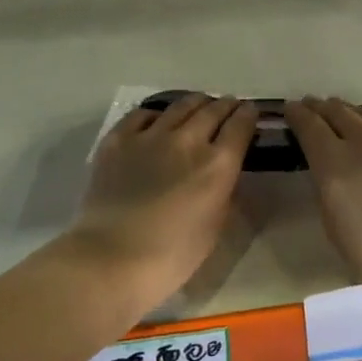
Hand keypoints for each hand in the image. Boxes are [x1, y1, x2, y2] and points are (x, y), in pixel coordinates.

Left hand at [68, 94, 258, 313]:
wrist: (111, 258)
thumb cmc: (171, 256)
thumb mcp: (214, 228)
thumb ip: (223, 193)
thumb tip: (223, 172)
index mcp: (217, 165)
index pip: (240, 126)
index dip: (248, 114)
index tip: (250, 110)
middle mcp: (187, 140)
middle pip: (212, 110)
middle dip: (225, 105)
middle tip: (228, 104)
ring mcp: (150, 135)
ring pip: (179, 106)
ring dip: (195, 102)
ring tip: (199, 103)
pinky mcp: (118, 139)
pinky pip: (141, 114)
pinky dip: (156, 114)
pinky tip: (156, 119)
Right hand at [284, 98, 361, 300]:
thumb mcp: (334, 224)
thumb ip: (328, 188)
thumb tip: (330, 171)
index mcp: (334, 161)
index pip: (309, 124)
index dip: (297, 114)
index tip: (291, 109)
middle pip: (339, 111)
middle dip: (323, 108)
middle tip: (315, 107)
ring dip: (354, 112)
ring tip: (348, 115)